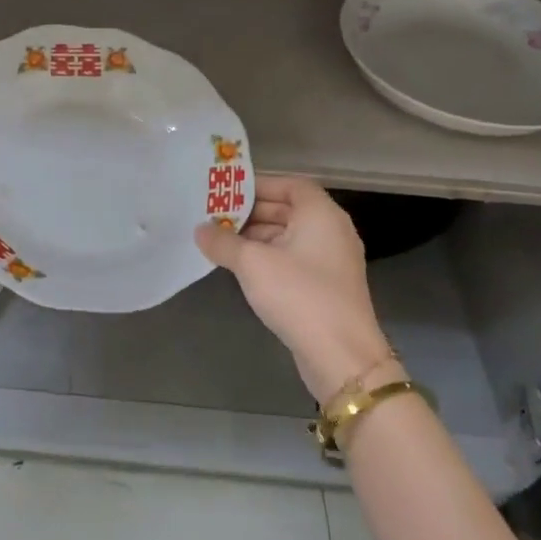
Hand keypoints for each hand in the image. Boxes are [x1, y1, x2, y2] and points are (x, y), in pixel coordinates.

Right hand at [195, 176, 402, 404]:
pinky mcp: (326, 285)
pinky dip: (269, 257)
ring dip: (257, 236)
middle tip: (215, 217)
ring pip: (289, 235)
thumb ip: (223, 242)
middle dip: (252, 212)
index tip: (227, 192)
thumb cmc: (298, 295)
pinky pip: (294, 258)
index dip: (259, 185)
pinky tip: (242, 268)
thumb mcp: (252, 264)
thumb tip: (200, 230)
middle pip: (289, 209)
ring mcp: (332, 260)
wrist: (340, 355)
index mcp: (321, 214)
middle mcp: (332, 231)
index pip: (291, 184)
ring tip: (221, 242)